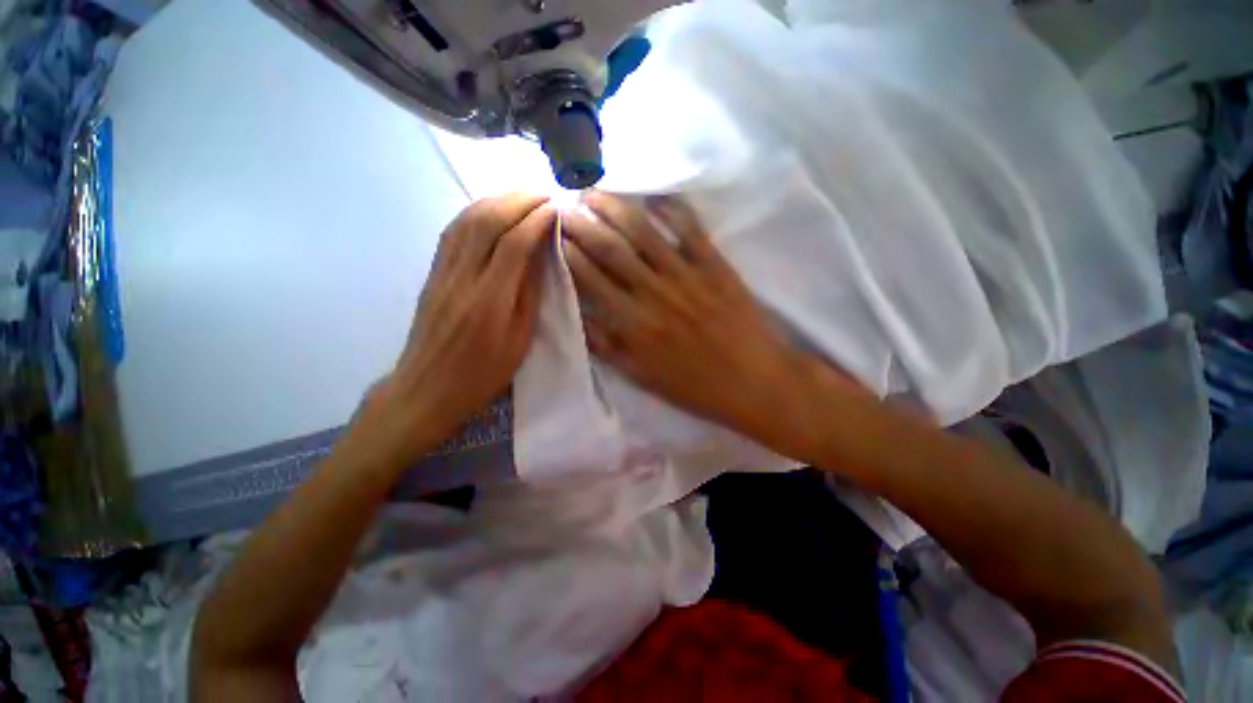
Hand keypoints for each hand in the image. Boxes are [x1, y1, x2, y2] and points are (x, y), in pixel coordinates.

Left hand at [360, 194, 555, 462]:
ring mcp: (442, 272)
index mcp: (489, 301)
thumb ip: (529, 295)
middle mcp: (462, 278)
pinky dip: (474, 212)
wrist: (427, 388)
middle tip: (544, 195)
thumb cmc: (482, 374)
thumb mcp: (519, 341)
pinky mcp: (432, 273)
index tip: (556, 209)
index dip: (537, 220)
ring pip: (466, 219)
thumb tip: (541, 256)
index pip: (514, 244)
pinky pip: (452, 231)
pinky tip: (491, 210)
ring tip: (522, 196)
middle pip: (488, 221)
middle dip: (518, 200)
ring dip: (496, 200)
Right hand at [562, 192, 835, 449]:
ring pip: (642, 231)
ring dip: (614, 207)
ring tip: (594, 192)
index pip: (590, 278)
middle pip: (610, 248)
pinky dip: (671, 207)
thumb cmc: (694, 385)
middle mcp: (653, 292)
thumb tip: (578, 315)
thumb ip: (607, 346)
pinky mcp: (714, 265)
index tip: (554, 235)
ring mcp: (686, 274)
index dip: (568, 253)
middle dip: (581, 223)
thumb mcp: (642, 376)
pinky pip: (690, 228)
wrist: (753, 381)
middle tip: (563, 204)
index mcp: (633, 323)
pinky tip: (653, 196)